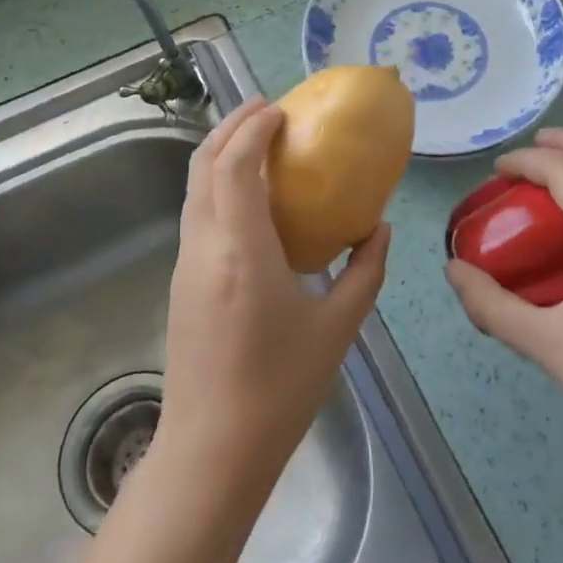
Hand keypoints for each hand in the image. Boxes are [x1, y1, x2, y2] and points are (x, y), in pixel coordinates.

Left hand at [156, 96, 389, 503]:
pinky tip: (250, 197)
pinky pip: (196, 211)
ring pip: (194, 186)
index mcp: (241, 249)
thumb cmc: (280, 388)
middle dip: (231, 126)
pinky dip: (217, 183)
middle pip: (203, 163)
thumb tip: (380, 229)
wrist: (212, 452)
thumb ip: (365, 271)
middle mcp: (204, 245)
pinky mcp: (181, 281)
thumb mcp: (338, 327)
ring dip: (221, 152)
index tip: (282, 110)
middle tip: (267, 110)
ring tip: (259, 142)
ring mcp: (185, 263)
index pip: (235, 164)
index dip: (254, 127)